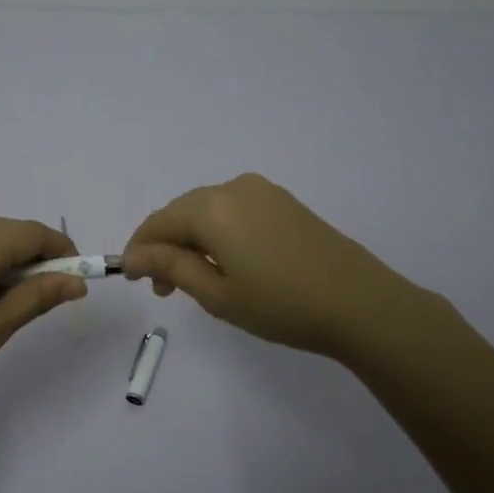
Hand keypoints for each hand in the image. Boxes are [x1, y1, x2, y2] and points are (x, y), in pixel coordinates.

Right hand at [122, 173, 449, 363]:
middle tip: (164, 290)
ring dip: (193, 242)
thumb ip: (170, 266)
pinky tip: (228, 265)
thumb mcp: (217, 293)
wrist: (361, 304)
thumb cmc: (281, 305)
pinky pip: (235, 212)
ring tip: (195, 282)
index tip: (132, 279)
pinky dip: (220, 235)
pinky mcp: (284, 203)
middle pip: (183, 213)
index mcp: (211, 207)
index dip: (139, 249)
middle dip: (166, 247)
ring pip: (209, 212)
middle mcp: (234, 188)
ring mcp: (263, 192)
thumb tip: (133, 254)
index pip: (158, 222)